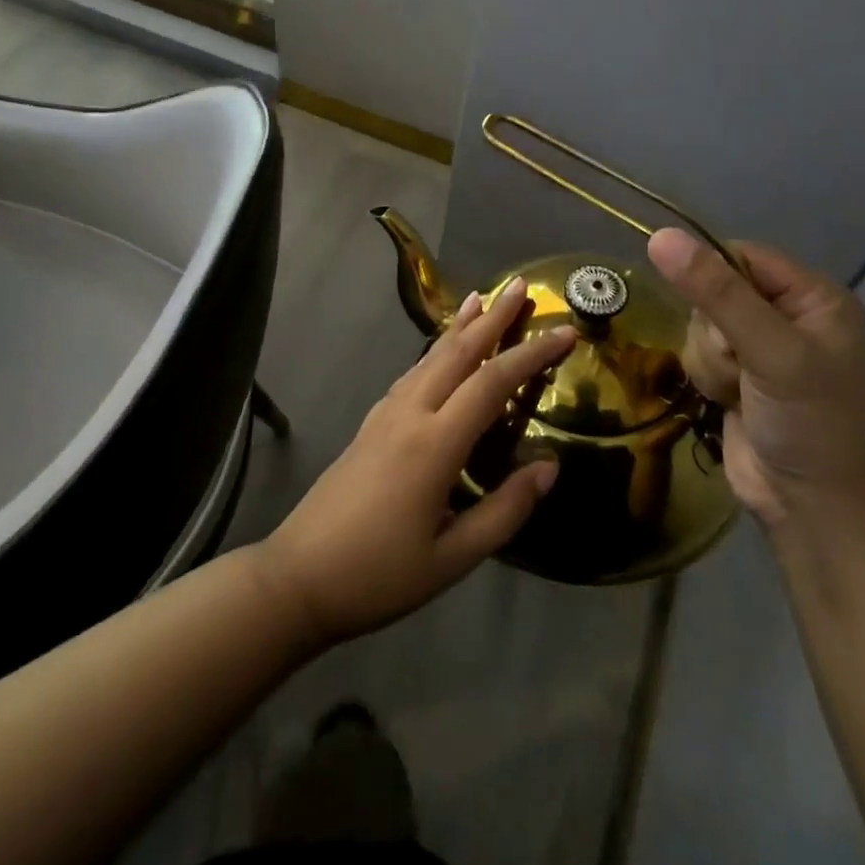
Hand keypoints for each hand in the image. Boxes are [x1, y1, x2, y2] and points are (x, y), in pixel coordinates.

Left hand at [256, 279, 575, 645]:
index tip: (566, 331)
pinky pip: (411, 375)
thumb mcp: (453, 558)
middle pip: (457, 353)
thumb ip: (505, 511)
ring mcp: (384, 416)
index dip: (532, 354)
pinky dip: (434, 352)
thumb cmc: (379, 575)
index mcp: (435, 444)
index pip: (493, 383)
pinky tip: (438, 353)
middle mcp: (409, 415)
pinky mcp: (370, 425)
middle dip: (491, 317)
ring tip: (479, 299)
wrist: (298, 578)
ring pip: (429, 358)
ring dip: (459, 327)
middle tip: (520, 286)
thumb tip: (549, 467)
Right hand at [647, 230, 864, 531]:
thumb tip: (659, 236)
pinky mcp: (736, 376)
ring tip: (738, 391)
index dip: (713, 277)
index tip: (709, 312)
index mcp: (814, 297)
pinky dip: (706, 378)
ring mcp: (760, 348)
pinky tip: (727, 402)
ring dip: (710, 361)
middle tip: (741, 365)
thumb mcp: (769, 351)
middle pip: (713, 291)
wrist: (812, 508)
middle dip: (715, 332)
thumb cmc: (810, 423)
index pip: (741, 256)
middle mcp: (787, 315)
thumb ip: (716, 293)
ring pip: (699, 325)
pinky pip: (697, 354)